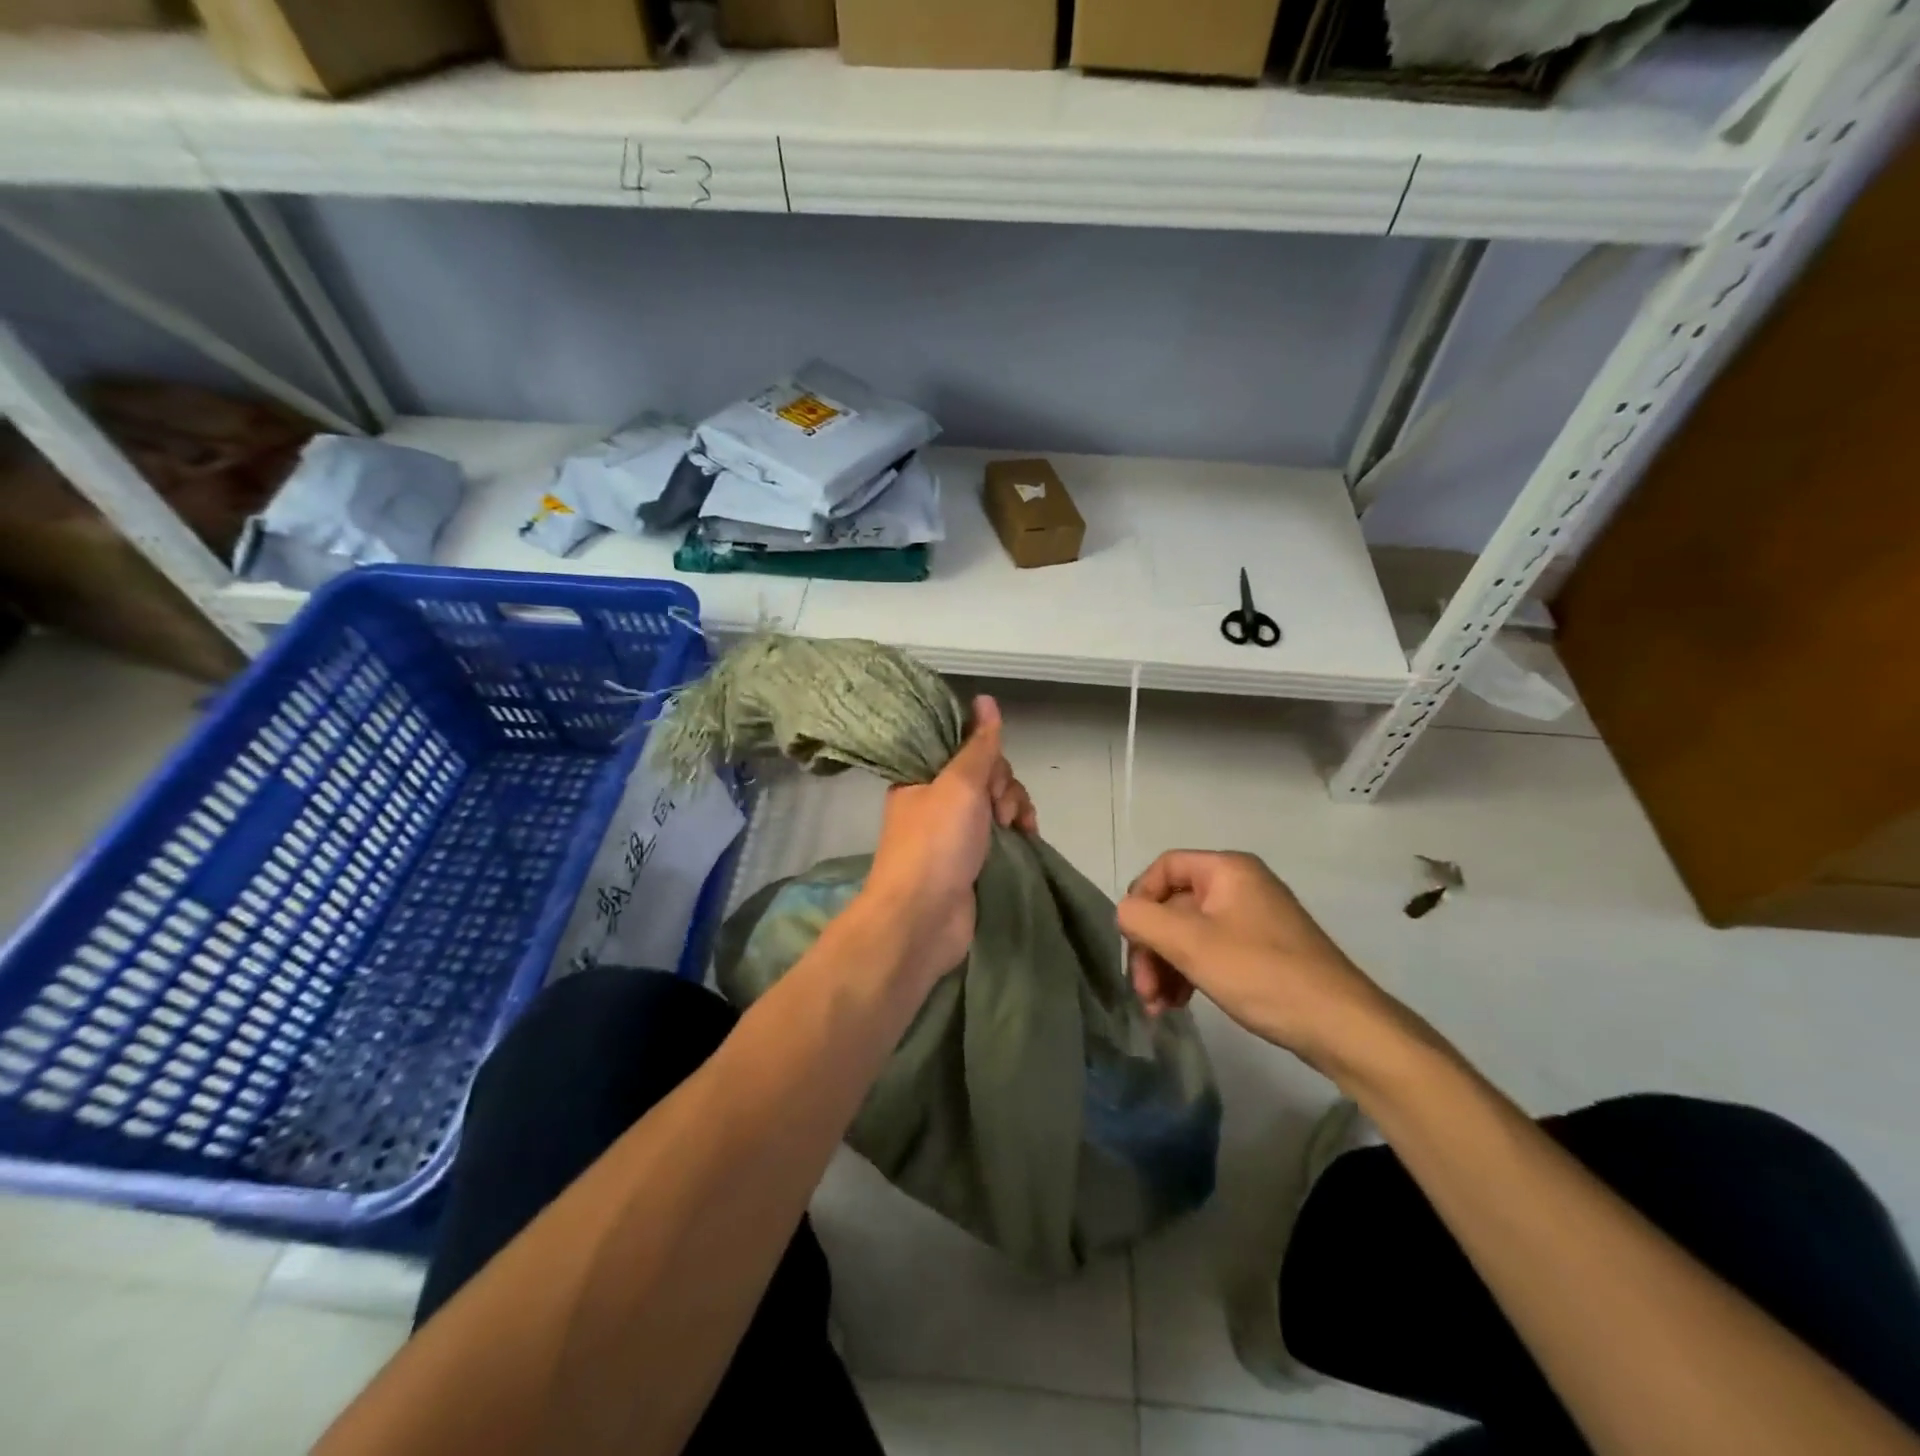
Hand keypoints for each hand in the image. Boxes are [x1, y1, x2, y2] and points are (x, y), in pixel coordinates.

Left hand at [859, 696, 1035, 984]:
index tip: (991, 776)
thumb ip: (978, 744)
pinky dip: (1017, 832)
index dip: (986, 756)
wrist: (923, 918)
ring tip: (1016, 829)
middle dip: (1003, 786)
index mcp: (922, 777)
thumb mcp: (959, 784)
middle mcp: (936, 801)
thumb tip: (985, 698)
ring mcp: (954, 833)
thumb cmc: (936, 843)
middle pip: (986, 775)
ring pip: (997, 803)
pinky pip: (1001, 833)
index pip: (963, 748)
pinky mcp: (971, 860)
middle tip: (999, 811)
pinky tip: (1028, 838)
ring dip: (1014, 808)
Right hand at [1117, 850, 1402, 1077]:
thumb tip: (1125, 913)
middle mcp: (1240, 885)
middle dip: (1151, 946)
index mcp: (1227, 870)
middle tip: (1143, 991)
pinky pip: (1210, 951)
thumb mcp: (1191, 944)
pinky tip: (1179, 1004)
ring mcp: (1253, 919)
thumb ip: (1144, 920)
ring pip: (1189, 932)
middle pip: (1173, 904)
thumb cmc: (1261, 974)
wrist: (1342, 1027)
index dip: (1140, 901)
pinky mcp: (1262, 952)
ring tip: (1158, 1007)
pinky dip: (1189, 973)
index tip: (1132, 942)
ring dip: (1166, 966)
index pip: (1163, 868)